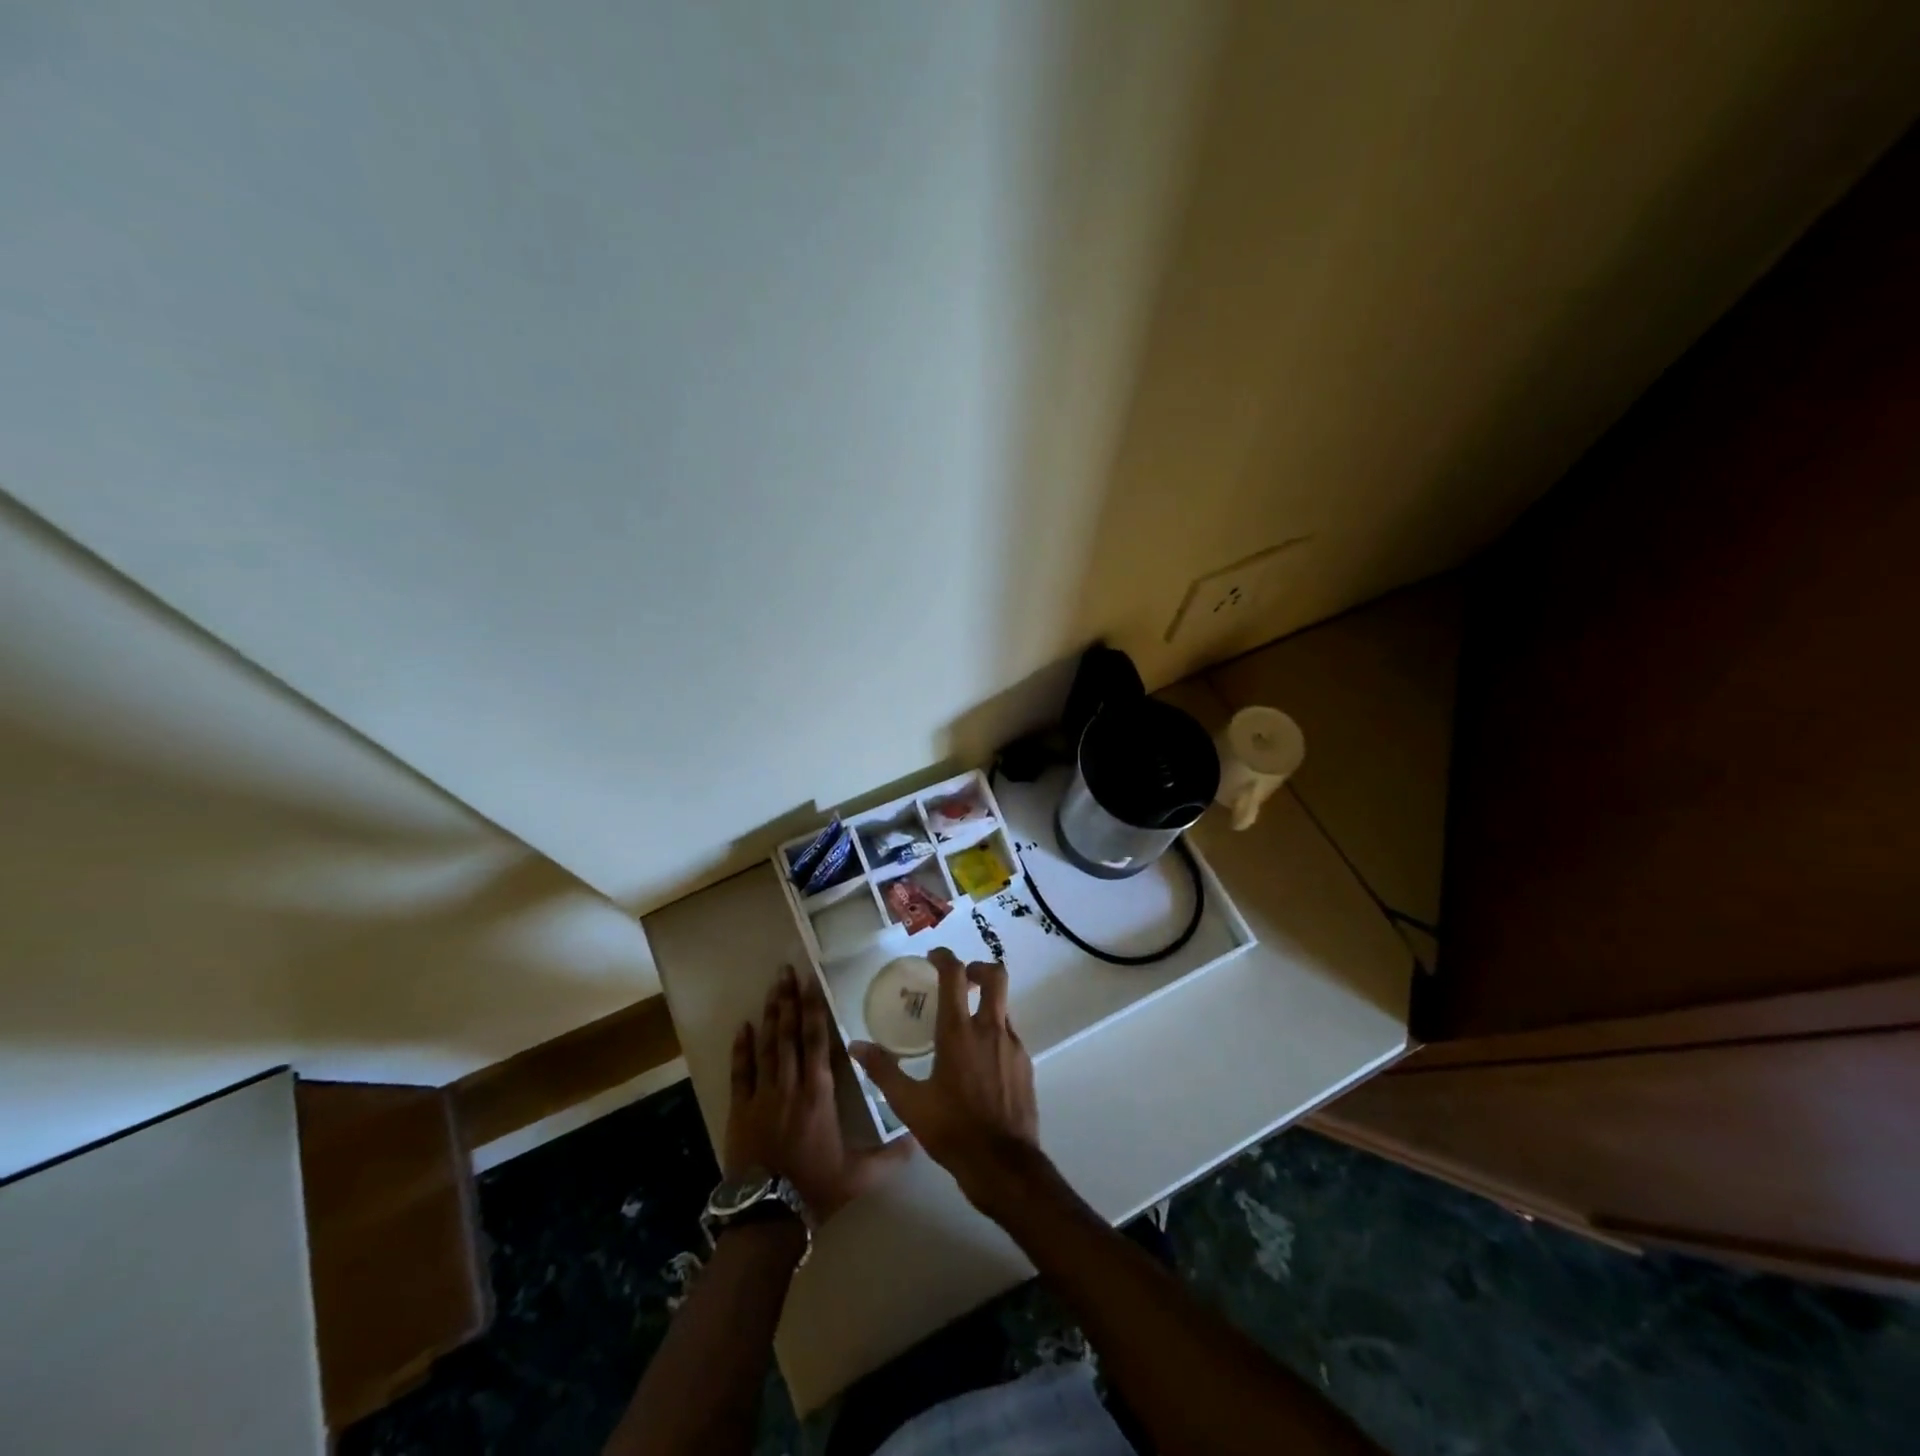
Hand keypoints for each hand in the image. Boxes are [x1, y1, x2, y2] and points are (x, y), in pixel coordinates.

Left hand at [725, 965, 909, 1223]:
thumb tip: (920, 1140)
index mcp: (819, 1093)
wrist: (767, 1216)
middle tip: (786, 970)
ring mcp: (762, 1095)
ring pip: (767, 1045)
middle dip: (790, 1000)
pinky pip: (740, 1072)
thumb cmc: (815, 1189)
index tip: (811, 982)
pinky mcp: (740, 1110)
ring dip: (770, 1014)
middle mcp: (791, 1085)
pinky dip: (741, 1048)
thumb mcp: (860, 1175)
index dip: (814, 1009)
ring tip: (772, 987)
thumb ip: (891, 1156)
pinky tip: (743, 1026)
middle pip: (790, 1034)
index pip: (817, 1041)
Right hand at [851, 947, 1041, 1217]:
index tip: (934, 956)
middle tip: (961, 980)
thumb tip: (857, 1045)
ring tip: (965, 1024)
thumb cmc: (952, 1130)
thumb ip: (883, 1070)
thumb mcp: (909, 1103)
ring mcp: (1013, 1045)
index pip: (955, 975)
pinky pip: (1009, 1034)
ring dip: (986, 1003)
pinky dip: (994, 1032)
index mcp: (959, 1032)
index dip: (945, 957)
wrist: (1003, 1164)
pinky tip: (980, 1059)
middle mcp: (990, 1029)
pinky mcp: (1026, 1063)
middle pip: (995, 975)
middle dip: (978, 969)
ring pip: (1003, 1005)